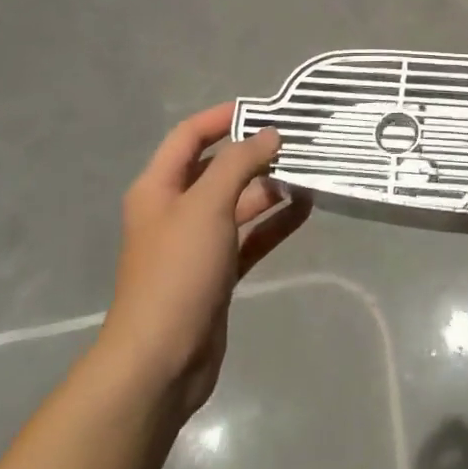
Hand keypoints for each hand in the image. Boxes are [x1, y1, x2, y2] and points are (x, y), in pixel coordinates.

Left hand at [98, 103, 310, 418]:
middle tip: (297, 142)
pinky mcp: (217, 272)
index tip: (264, 109)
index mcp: (158, 188)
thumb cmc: (178, 271)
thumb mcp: (207, 205)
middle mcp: (175, 210)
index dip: (222, 117)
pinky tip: (305, 209)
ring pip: (237, 203)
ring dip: (269, 188)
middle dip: (253, 153)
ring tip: (309, 173)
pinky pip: (250, 236)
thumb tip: (269, 134)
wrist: (161, 359)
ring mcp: (197, 243)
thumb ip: (239, 164)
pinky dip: (274, 222)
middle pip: (216, 168)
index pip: (189, 136)